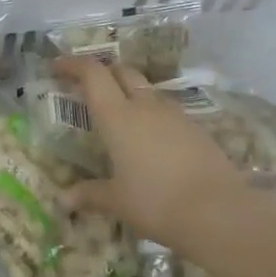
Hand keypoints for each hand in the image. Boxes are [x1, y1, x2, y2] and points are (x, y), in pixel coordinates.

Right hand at [54, 58, 275, 257]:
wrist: (218, 211)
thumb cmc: (155, 202)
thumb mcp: (117, 201)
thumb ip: (89, 195)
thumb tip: (64, 200)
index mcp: (117, 117)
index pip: (93, 74)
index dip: (73, 65)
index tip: (57, 66)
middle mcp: (145, 107)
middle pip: (122, 72)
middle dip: (103, 73)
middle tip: (87, 86)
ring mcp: (175, 115)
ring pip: (146, 90)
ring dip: (129, 92)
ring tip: (118, 115)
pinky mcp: (196, 129)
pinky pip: (166, 111)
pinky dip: (151, 114)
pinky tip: (149, 139)